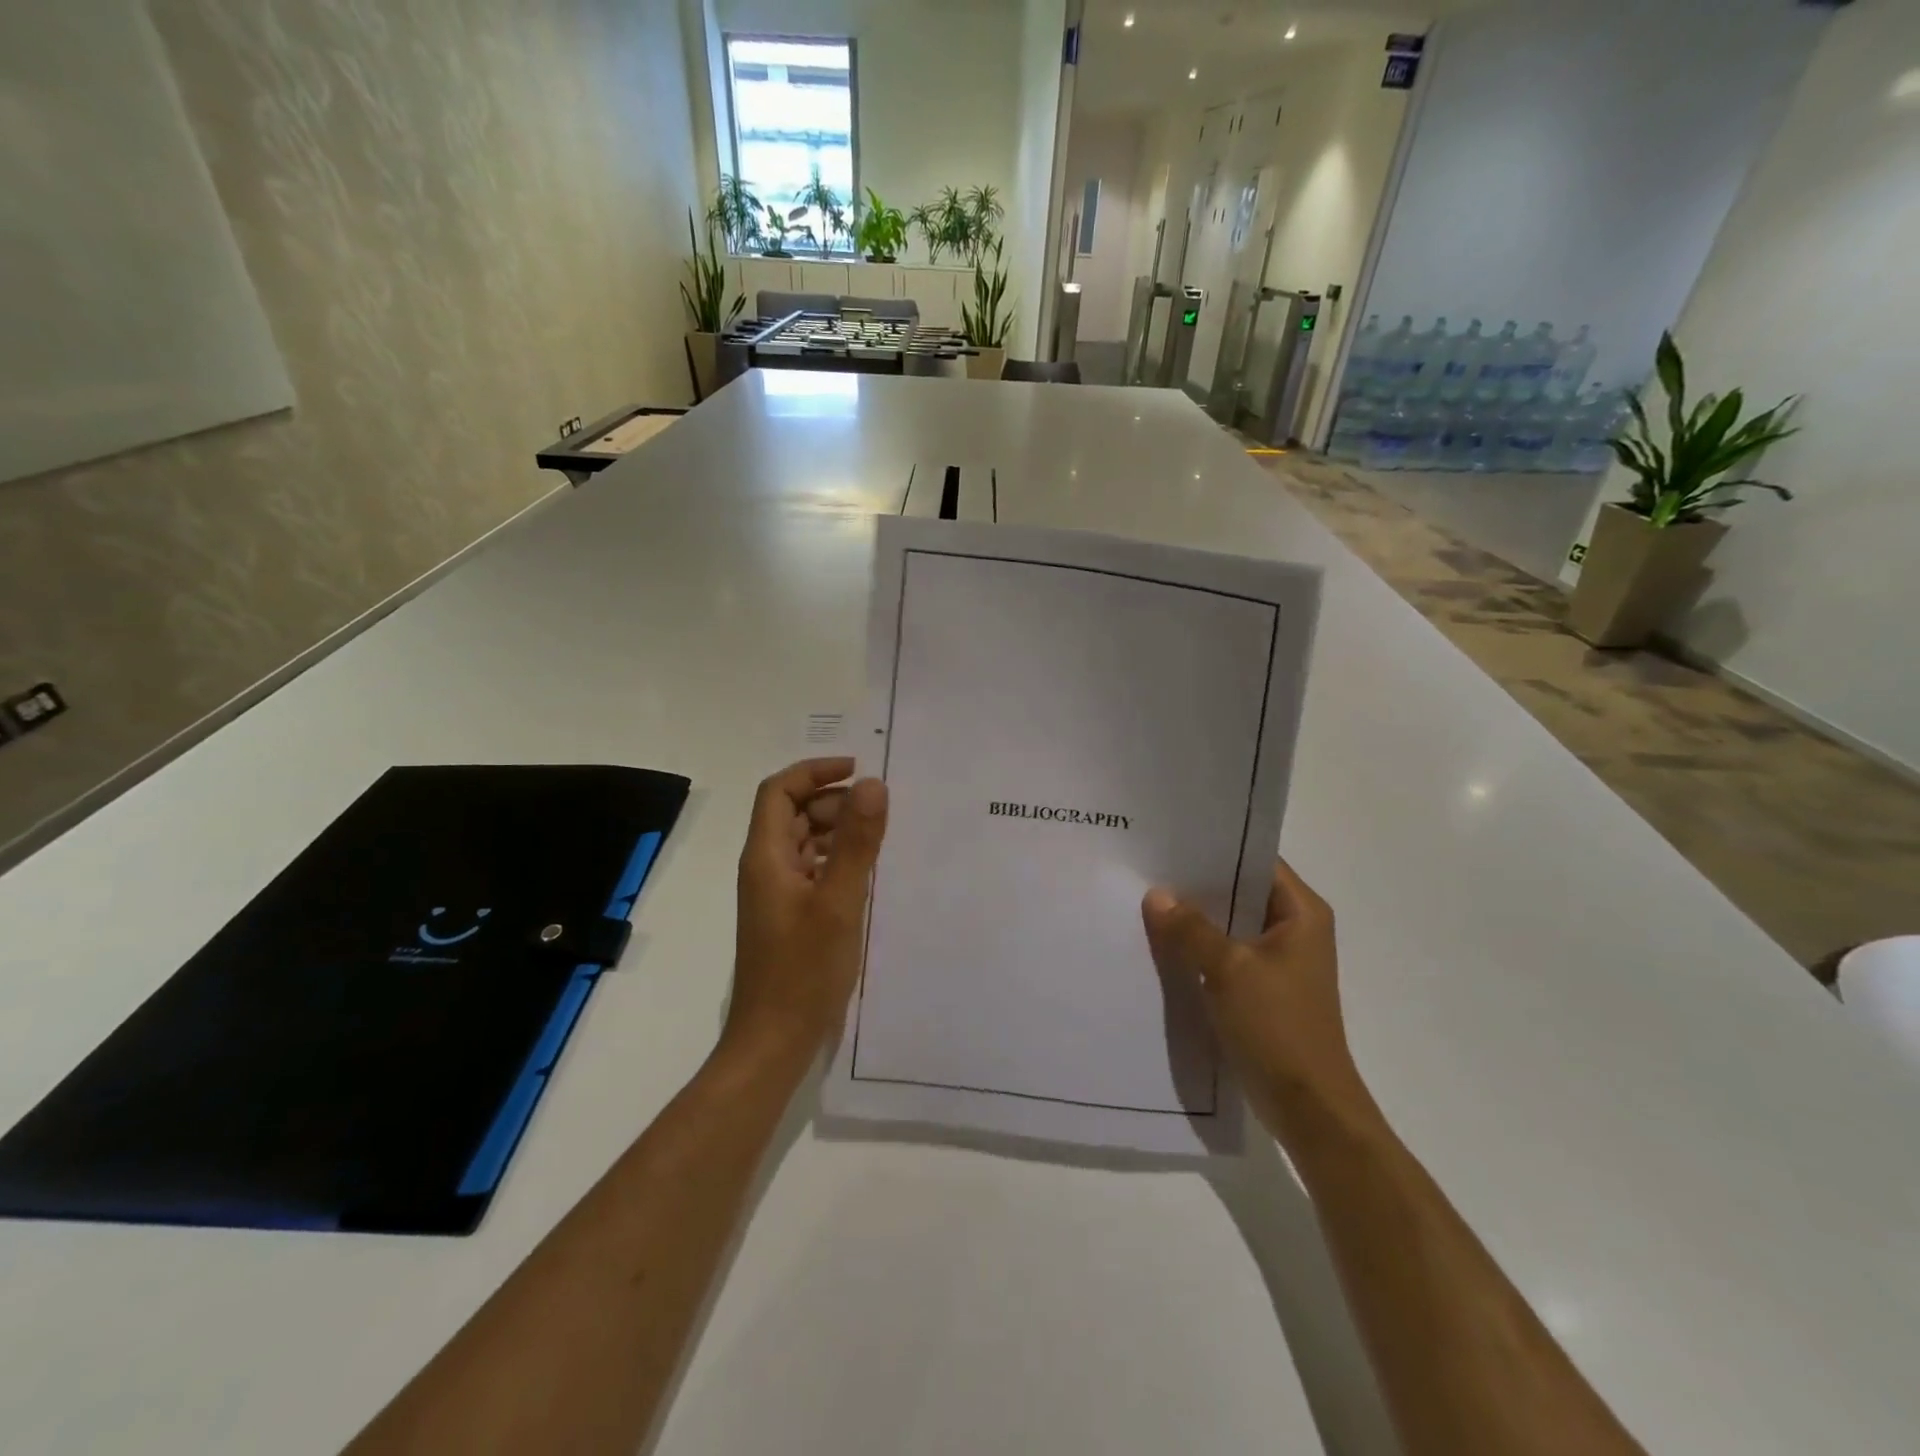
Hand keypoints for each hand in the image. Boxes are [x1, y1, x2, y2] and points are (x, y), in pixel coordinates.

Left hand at [726, 758, 888, 1071]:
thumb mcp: (839, 902)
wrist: (774, 1041)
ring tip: (879, 837)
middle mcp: (765, 868)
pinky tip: (867, 872)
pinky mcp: (790, 916)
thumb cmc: (803, 971)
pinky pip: (812, 870)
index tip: (858, 771)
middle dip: (832, 801)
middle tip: (877, 811)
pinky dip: (837, 859)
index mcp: (766, 857)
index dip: (814, 771)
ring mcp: (777, 894)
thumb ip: (857, 842)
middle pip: (793, 813)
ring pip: (804, 842)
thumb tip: (872, 784)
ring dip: (837, 830)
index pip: (779, 791)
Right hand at [1142, 859, 1374, 1145]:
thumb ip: (1191, 929)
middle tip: (1148, 866)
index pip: (1256, 860)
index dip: (1217, 848)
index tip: (1171, 839)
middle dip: (1197, 883)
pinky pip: (1225, 953)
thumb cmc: (1278, 1028)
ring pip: (1230, 923)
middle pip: (1240, 891)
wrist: (1309, 1108)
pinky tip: (1161, 943)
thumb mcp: (1229, 970)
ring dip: (1195, 918)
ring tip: (1147, 899)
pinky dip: (1199, 947)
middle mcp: (1294, 928)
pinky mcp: (1262, 987)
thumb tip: (1156, 895)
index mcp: (1301, 912)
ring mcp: (1278, 960)